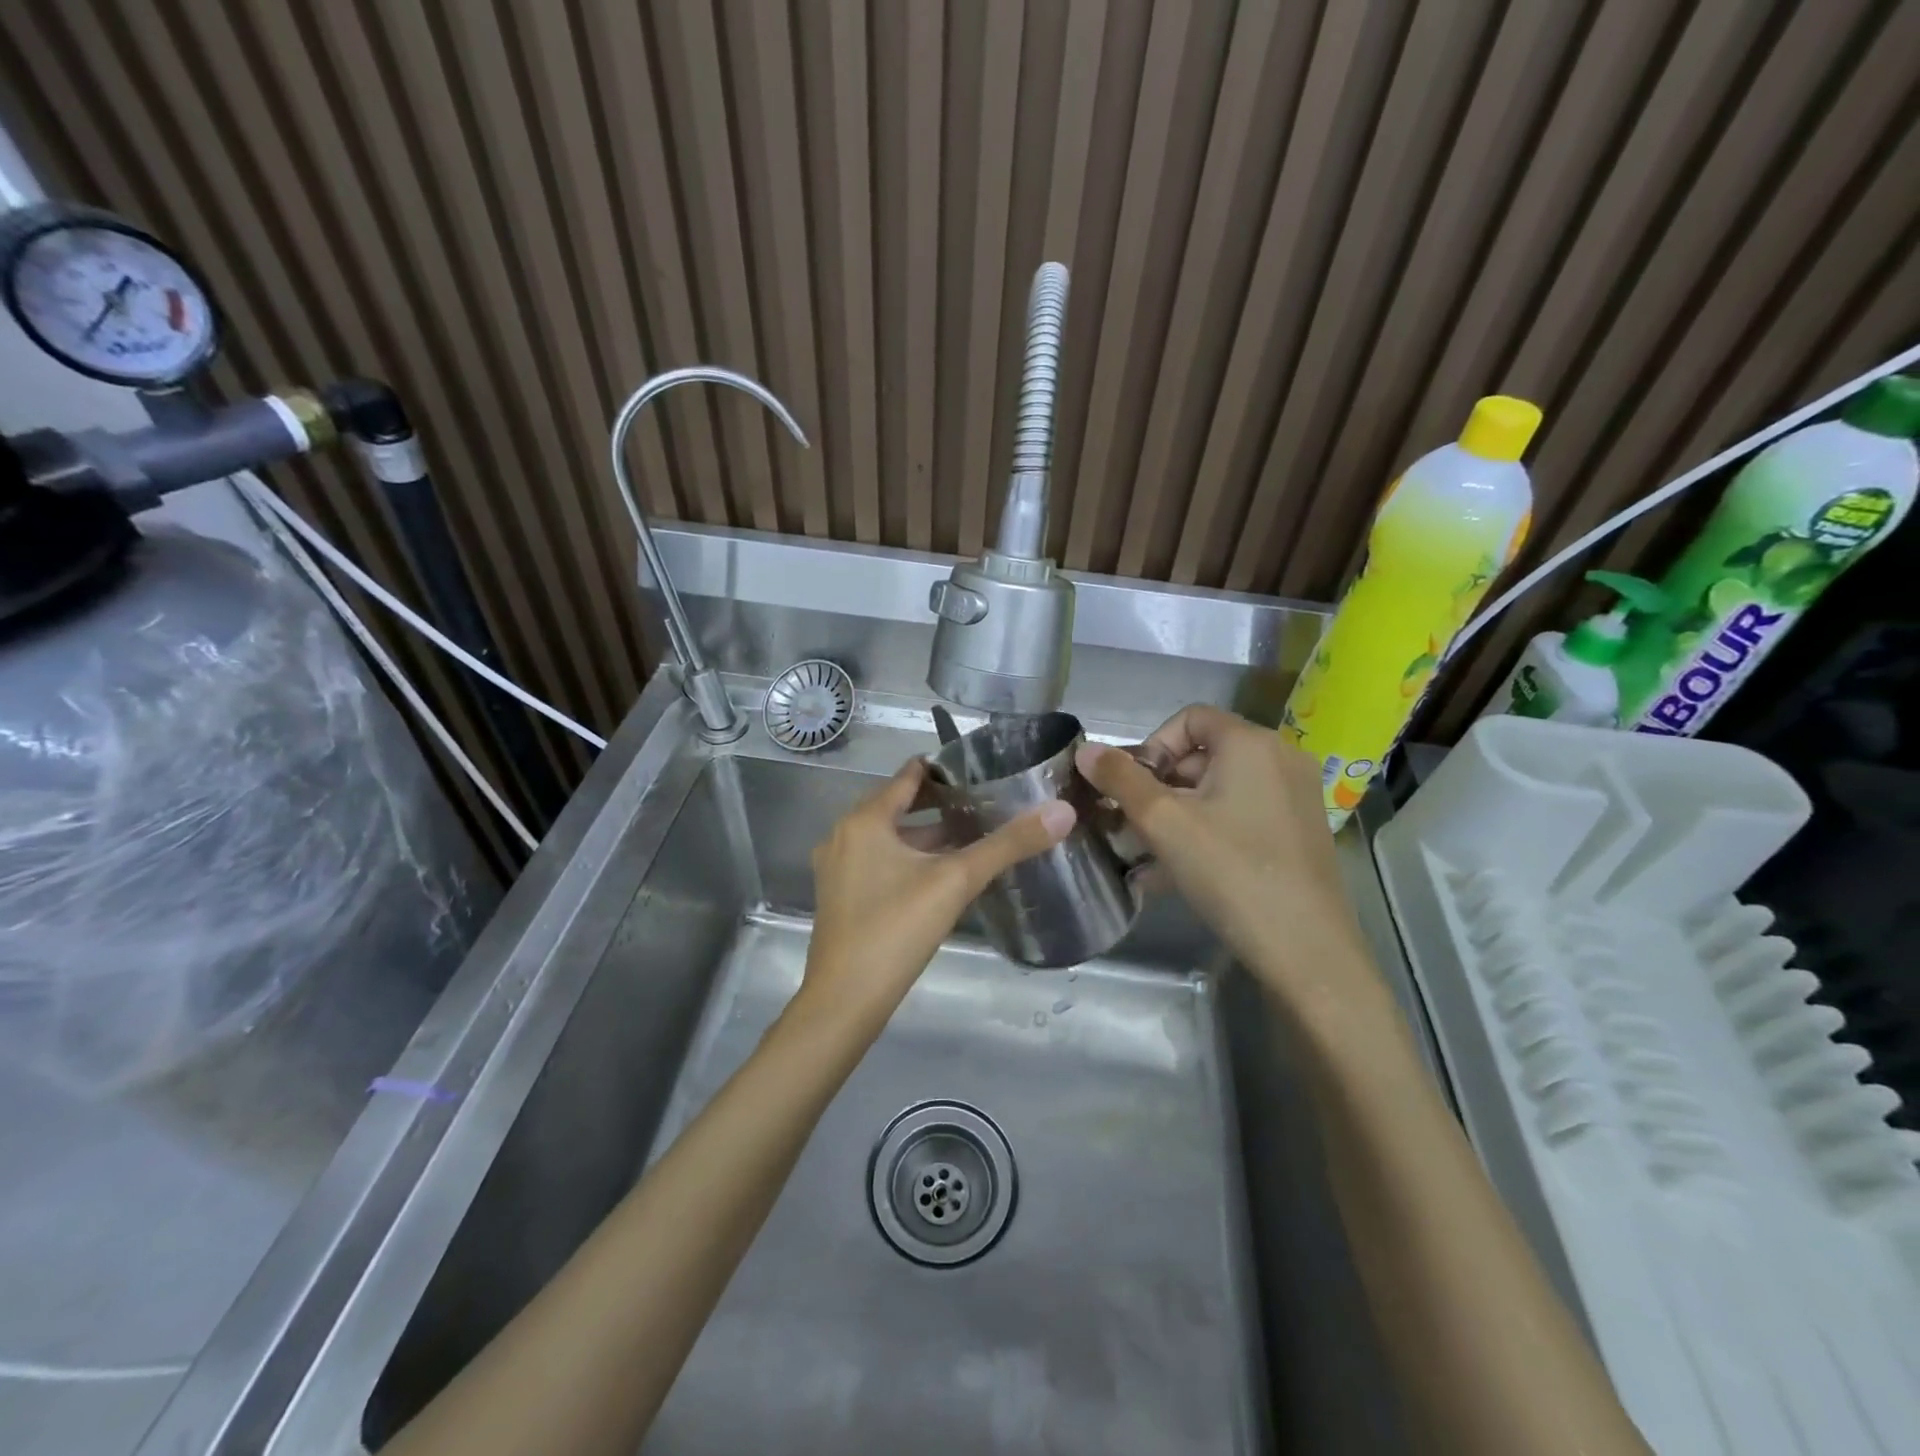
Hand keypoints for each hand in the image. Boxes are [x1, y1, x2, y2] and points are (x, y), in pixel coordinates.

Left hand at [798, 759, 1073, 1030]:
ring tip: (972, 835)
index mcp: (865, 819)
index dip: (945, 767)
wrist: (844, 1002)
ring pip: (889, 836)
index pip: (908, 775)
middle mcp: (844, 835)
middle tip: (986, 800)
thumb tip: (1062, 811)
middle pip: (897, 804)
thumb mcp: (956, 881)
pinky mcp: (842, 896)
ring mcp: (838, 867)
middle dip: (940, 801)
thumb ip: (1008, 844)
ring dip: (926, 833)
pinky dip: (909, 857)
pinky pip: (879, 861)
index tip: (982, 768)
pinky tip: (941, 874)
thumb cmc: (896, 930)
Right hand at [1076, 705, 1377, 1007]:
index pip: (1188, 718)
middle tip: (1134, 826)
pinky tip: (1176, 873)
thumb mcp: (1163, 823)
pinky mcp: (1298, 833)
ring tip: (1147, 854)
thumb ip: (1120, 780)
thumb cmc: (1231, 872)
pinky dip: (1206, 831)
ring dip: (1177, 814)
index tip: (1133, 788)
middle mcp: (1280, 759)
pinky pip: (1240, 816)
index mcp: (1251, 743)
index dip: (1151, 746)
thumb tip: (1084, 749)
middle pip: (1203, 754)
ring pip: (1219, 790)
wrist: (1307, 951)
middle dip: (1160, 786)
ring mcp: (1295, 798)